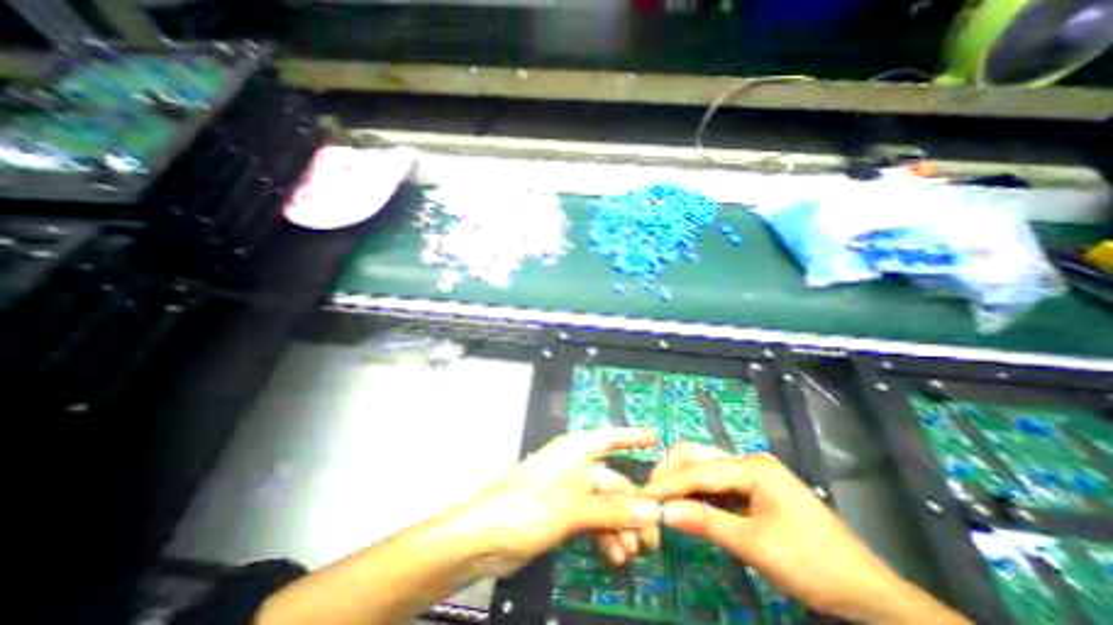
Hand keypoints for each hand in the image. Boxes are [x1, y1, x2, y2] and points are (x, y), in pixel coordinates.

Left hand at [452, 428, 659, 577]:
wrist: (484, 536)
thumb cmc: (530, 507)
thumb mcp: (575, 508)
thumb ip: (615, 509)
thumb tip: (654, 510)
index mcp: (576, 451)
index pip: (610, 437)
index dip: (633, 436)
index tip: (656, 438)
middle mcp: (574, 466)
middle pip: (612, 481)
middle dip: (632, 508)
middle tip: (651, 540)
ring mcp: (567, 490)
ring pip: (603, 504)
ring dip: (619, 527)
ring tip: (631, 555)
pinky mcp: (560, 512)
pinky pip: (591, 519)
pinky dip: (603, 535)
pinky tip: (614, 556)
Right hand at [645, 443, 974, 623]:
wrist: (869, 592)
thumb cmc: (813, 565)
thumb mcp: (755, 545)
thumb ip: (706, 523)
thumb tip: (663, 513)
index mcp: (753, 467)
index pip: (700, 470)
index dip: (669, 483)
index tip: (644, 495)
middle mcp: (749, 461)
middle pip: (699, 456)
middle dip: (671, 471)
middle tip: (650, 491)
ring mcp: (753, 473)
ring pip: (706, 467)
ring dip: (683, 481)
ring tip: (662, 497)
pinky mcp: (755, 488)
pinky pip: (718, 483)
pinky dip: (698, 492)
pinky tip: (687, 504)